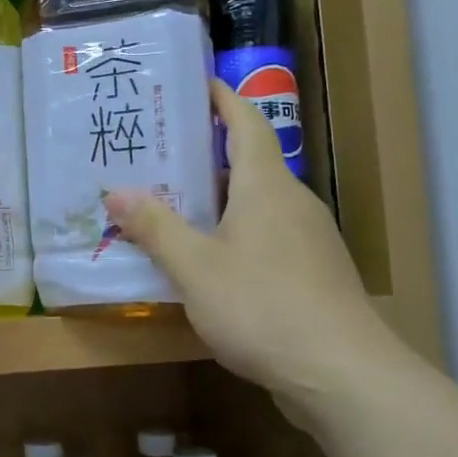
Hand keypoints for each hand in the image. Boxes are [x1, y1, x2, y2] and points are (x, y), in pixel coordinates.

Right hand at [105, 81, 401, 397]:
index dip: (221, 98)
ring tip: (169, 208)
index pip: (246, 122)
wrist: (341, 374)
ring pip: (255, 206)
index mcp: (266, 185)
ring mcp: (307, 241)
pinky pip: (265, 239)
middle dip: (203, 156)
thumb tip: (116, 192)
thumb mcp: (195, 267)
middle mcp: (292, 202)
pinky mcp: (312, 275)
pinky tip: (204, 264)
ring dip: (215, 202)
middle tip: (156, 156)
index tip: (195, 83)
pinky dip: (232, 236)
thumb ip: (156, 227)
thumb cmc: (263, 306)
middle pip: (247, 164)